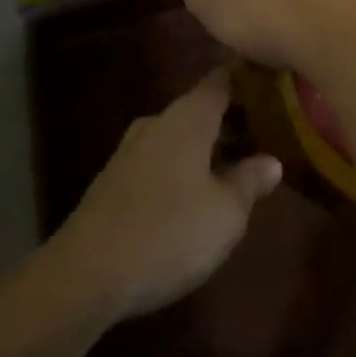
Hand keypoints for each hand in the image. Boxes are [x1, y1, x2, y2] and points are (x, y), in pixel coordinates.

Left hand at [50, 70, 281, 324]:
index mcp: (189, 117)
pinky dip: (181, 168)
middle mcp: (158, 123)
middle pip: (201, 108)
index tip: (273, 82)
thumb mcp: (226, 213)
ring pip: (178, 136)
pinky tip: (194, 195)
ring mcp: (130, 152)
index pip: (224, 78)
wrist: (82, 279)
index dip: (249, 77)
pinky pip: (158, 160)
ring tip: (234, 167)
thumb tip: (271, 161)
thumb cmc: (169, 233)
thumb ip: (251, 181)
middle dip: (231, 119)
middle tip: (264, 134)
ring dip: (205, 147)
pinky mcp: (111, 183)